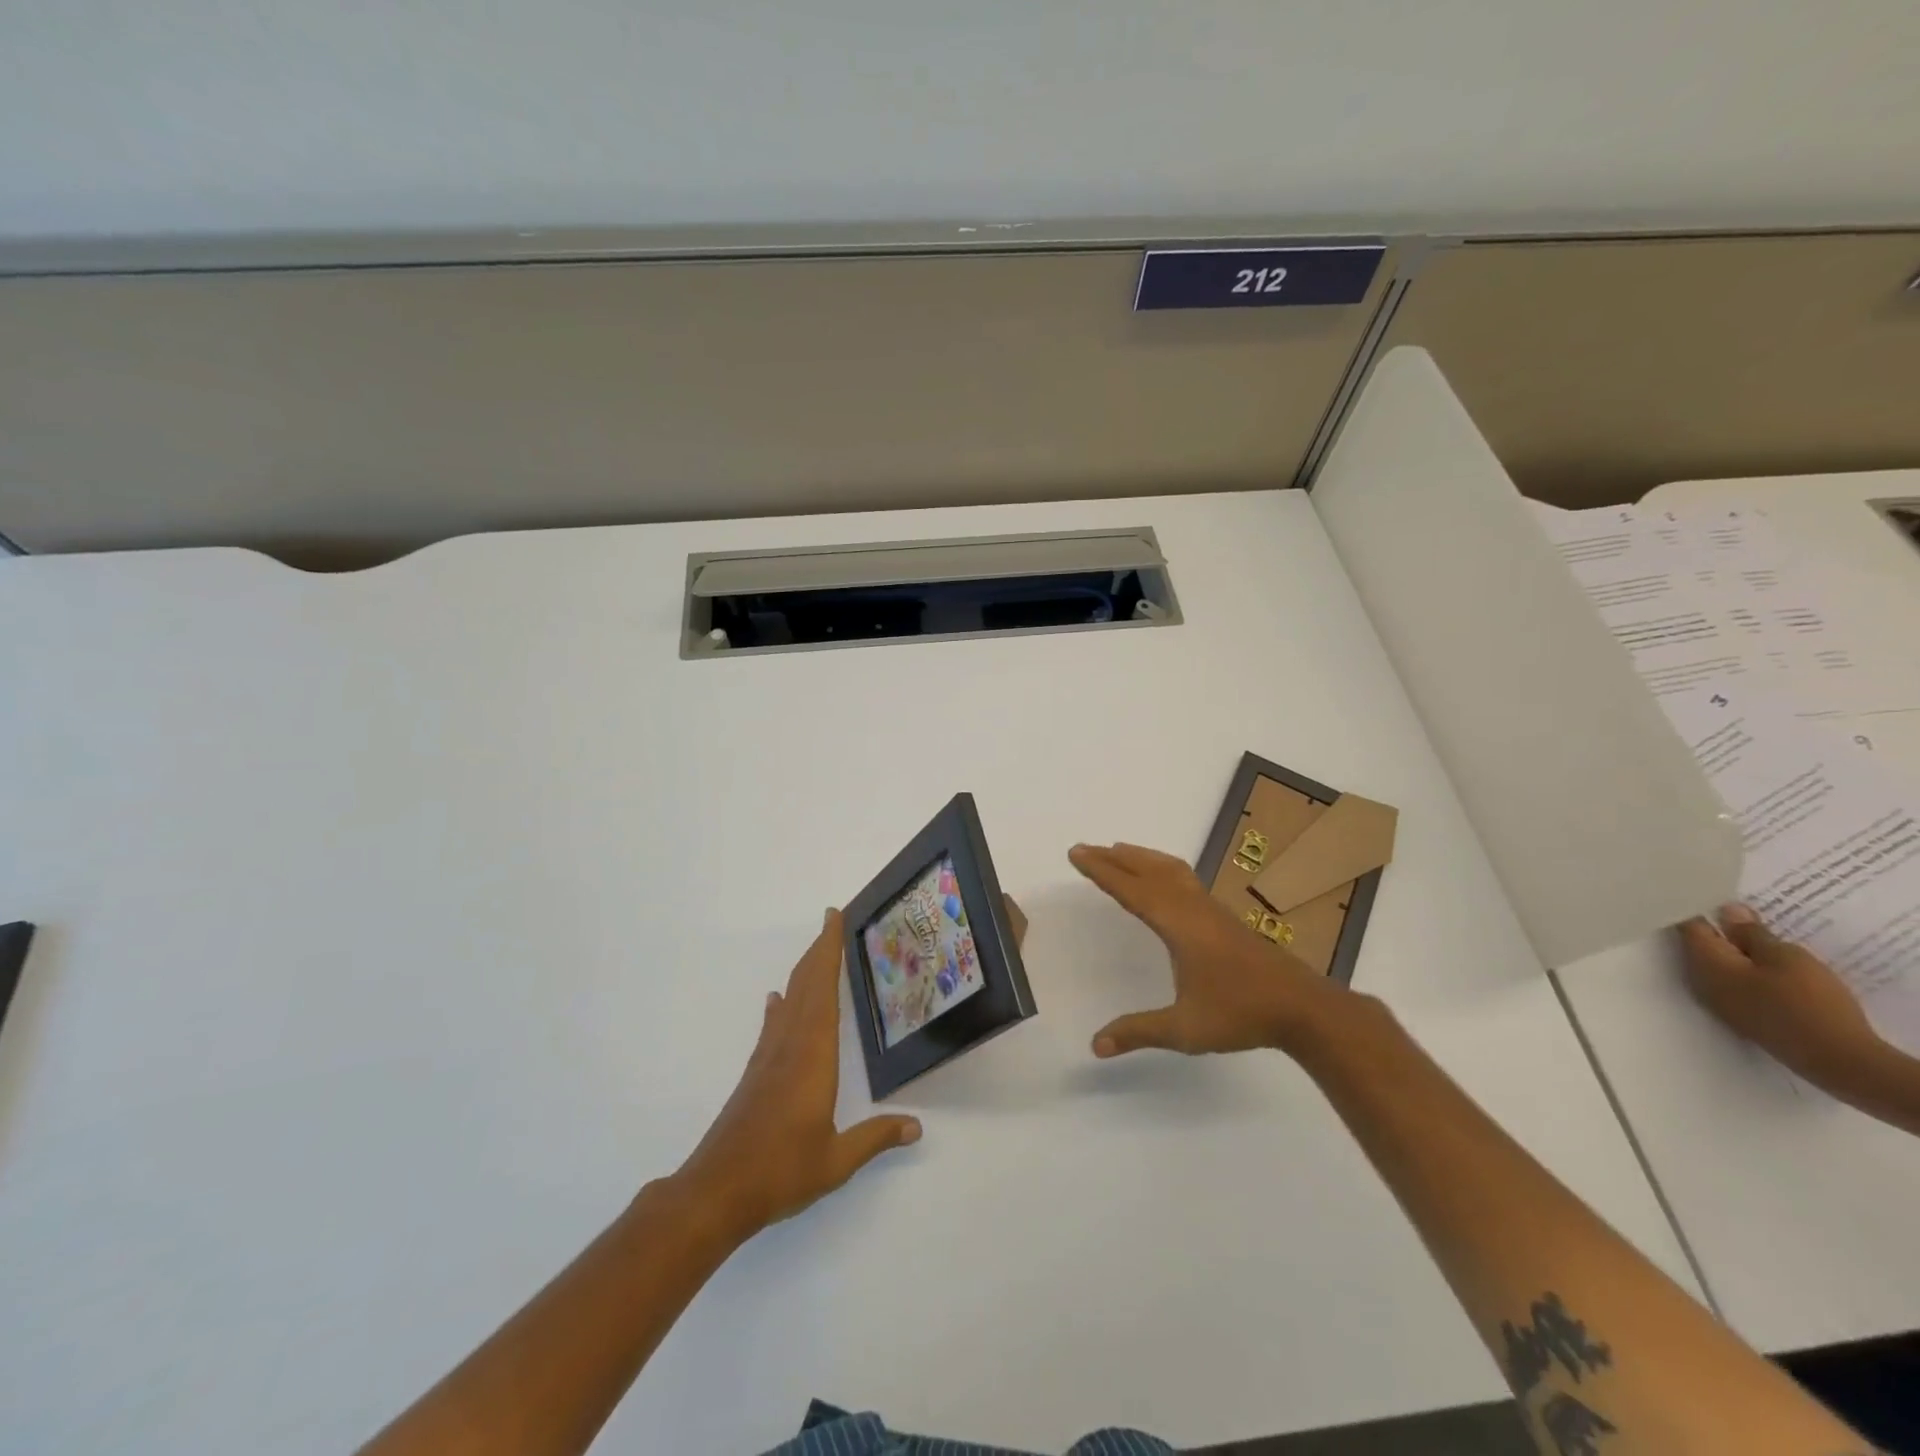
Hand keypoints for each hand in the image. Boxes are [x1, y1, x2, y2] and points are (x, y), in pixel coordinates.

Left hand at [673, 909, 919, 1239]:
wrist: (716, 1191)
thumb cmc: (780, 1171)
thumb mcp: (836, 1160)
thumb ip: (875, 1138)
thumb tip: (916, 1127)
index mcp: (813, 1055)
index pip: (823, 990)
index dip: (828, 951)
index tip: (834, 918)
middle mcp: (790, 1045)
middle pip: (805, 985)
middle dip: (819, 949)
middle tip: (831, 919)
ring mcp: (768, 1058)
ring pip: (789, 1001)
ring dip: (803, 971)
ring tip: (817, 951)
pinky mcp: (756, 1074)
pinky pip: (773, 1024)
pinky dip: (780, 1004)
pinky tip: (777, 1000)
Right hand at [1069, 842, 1349, 1058]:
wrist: (1303, 1007)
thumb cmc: (1241, 1014)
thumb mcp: (1185, 1029)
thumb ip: (1139, 1032)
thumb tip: (1096, 1045)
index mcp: (1177, 925)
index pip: (1130, 890)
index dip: (1101, 871)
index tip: (1076, 853)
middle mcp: (1192, 908)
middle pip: (1147, 870)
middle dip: (1114, 857)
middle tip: (1085, 847)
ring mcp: (1211, 909)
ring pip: (1170, 869)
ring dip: (1140, 857)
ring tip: (1118, 851)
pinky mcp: (1224, 917)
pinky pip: (1185, 878)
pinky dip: (1162, 867)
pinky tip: (1164, 879)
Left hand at [1678, 904, 1881, 1089]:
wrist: (1837, 1058)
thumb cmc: (1807, 1000)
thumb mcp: (1783, 956)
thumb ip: (1750, 933)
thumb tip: (1726, 911)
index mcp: (1703, 962)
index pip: (1688, 926)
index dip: (1698, 908)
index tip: (1707, 893)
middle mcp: (1700, 980)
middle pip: (1700, 945)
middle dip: (1716, 928)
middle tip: (1735, 909)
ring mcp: (1719, 1001)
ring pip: (1718, 965)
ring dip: (1733, 949)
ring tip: (1754, 931)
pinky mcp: (1742, 1016)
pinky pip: (1734, 982)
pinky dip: (1744, 969)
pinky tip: (1764, 963)